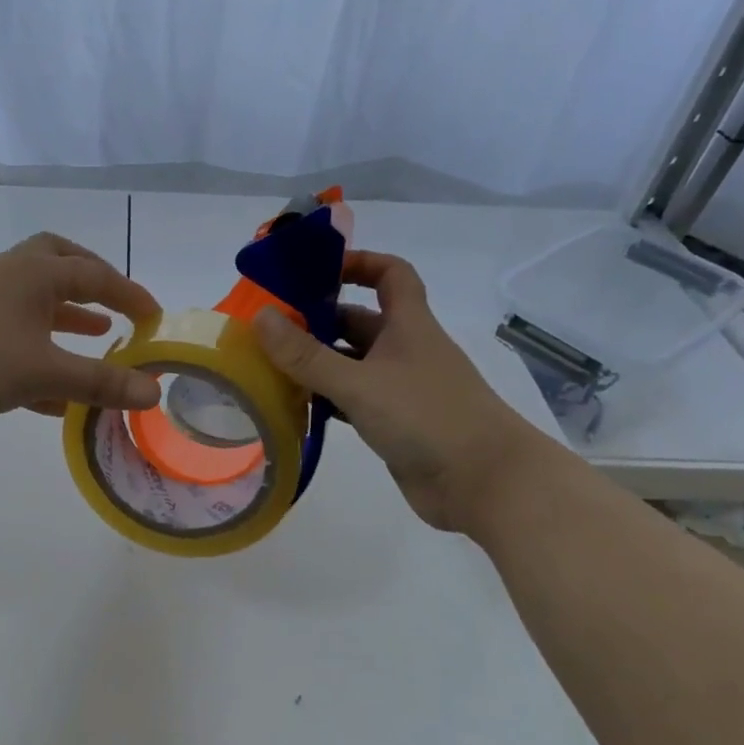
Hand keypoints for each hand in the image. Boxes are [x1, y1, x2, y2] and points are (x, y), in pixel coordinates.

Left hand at [0, 233, 162, 437]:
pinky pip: (14, 340)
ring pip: (34, 305)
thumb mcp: (44, 370)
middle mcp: (8, 279)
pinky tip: (56, 393)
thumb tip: (154, 391)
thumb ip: (100, 381)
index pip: (94, 274)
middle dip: (91, 283)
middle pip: (58, 264)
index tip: (155, 318)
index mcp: (32, 273)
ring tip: (96, 336)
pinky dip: (40, 356)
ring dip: (66, 319)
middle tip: (116, 304)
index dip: (129, 294)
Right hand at [252, 250, 553, 533]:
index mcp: (408, 324)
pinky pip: (353, 400)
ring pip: (352, 363)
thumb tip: (260, 316)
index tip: (314, 271)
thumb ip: (307, 355)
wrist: (483, 482)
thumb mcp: (359, 382)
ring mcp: (401, 388)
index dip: (357, 263)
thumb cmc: (426, 417)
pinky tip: (296, 407)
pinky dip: (327, 399)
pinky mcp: (394, 423)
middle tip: (269, 329)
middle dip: (317, 320)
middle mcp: (405, 349)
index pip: (389, 274)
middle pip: (358, 321)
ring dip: (317, 363)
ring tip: (269, 367)